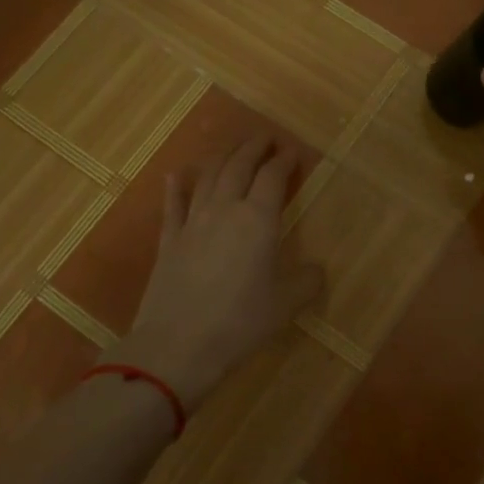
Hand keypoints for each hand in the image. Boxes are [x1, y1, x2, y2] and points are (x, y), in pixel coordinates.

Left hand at [120, 137, 323, 413]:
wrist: (178, 345)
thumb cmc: (240, 322)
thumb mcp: (286, 305)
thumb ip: (306, 282)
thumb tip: (315, 270)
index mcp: (258, 220)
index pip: (273, 177)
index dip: (284, 161)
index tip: (293, 152)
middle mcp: (225, 209)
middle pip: (239, 166)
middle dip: (254, 148)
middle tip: (265, 137)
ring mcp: (192, 222)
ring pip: (208, 177)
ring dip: (223, 157)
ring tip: (233, 149)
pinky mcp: (168, 240)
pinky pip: (173, 205)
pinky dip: (178, 186)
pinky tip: (178, 174)